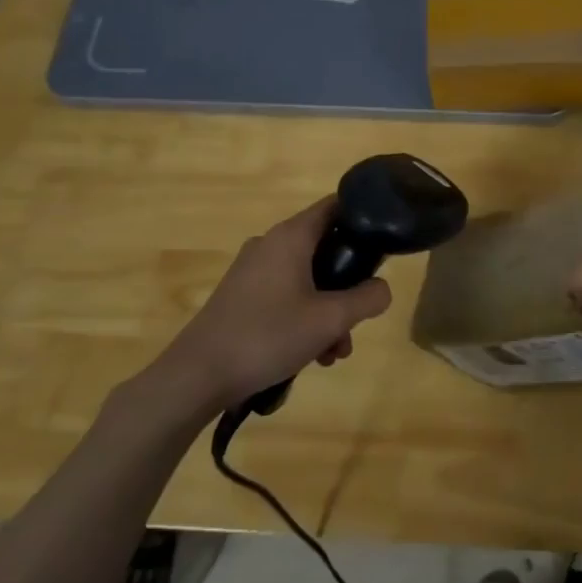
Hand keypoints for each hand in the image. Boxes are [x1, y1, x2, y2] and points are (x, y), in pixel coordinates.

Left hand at [152, 197, 392, 412]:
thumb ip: (366, 299)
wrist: (197, 376)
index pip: (335, 206)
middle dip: (348, 286)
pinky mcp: (241, 297)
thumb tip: (382, 289)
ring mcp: (252, 271)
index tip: (384, 243)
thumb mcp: (330, 319)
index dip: (364, 218)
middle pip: (325, 249)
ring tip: (334, 353)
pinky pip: (286, 296)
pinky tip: (311, 356)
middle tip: (359, 320)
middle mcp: (270, 244)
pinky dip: (304, 318)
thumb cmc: (268, 336)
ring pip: (307, 279)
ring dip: (328, 311)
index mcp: (291, 237)